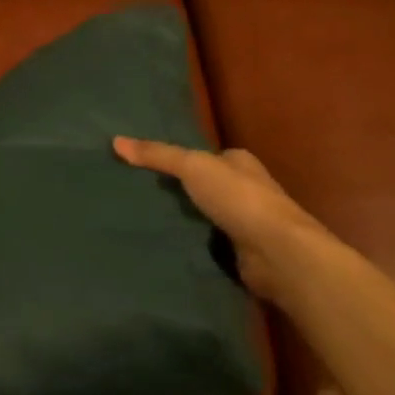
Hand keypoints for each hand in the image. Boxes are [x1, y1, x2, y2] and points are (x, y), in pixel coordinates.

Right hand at [113, 137, 330, 304]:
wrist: (278, 254)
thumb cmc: (239, 198)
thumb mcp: (192, 166)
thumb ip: (157, 155)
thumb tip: (115, 141)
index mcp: (240, 163)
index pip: (206, 156)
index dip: (180, 160)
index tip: (147, 167)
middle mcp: (246, 190)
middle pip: (205, 186)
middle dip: (179, 191)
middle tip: (139, 194)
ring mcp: (247, 224)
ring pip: (206, 216)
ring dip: (185, 220)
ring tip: (144, 220)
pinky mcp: (243, 254)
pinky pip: (210, 244)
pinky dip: (193, 245)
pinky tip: (166, 246)